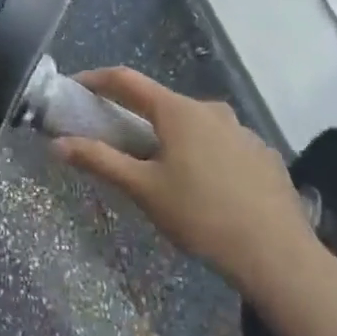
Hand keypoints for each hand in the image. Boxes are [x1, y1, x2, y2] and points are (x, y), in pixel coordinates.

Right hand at [55, 68, 336, 319]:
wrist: (279, 256)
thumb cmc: (201, 216)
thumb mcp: (143, 190)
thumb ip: (100, 161)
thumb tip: (57, 144)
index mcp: (178, 111)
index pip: (127, 80)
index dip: (97, 79)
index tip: (76, 87)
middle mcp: (211, 110)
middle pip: (162, 104)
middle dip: (135, 116)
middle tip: (116, 141)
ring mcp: (242, 131)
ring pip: (194, 126)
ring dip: (171, 138)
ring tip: (162, 171)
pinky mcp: (263, 155)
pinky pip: (221, 145)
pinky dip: (202, 155)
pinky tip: (204, 189)